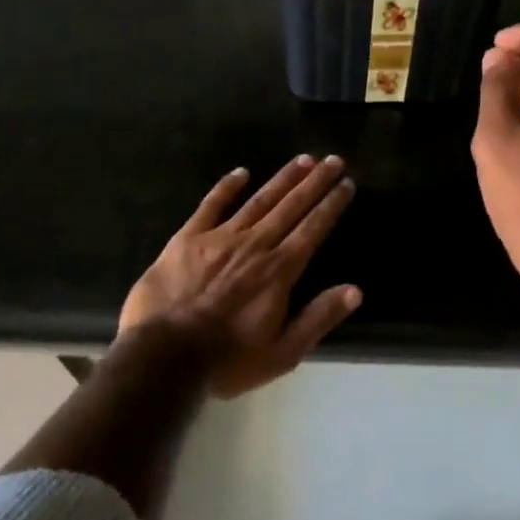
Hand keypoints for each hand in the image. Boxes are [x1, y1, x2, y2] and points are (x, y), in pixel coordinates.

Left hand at [119, 155, 360, 397]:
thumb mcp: (283, 353)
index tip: (347, 183)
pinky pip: (211, 205)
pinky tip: (241, 172)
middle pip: (291, 206)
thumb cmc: (227, 360)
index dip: (331, 204)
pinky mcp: (187, 239)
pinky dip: (227, 187)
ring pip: (258, 200)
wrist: (164, 357)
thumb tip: (355, 291)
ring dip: (283, 178)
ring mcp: (219, 238)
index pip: (313, 229)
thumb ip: (318, 318)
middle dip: (315, 182)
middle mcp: (255, 244)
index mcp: (279, 270)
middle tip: (333, 159)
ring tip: (302, 159)